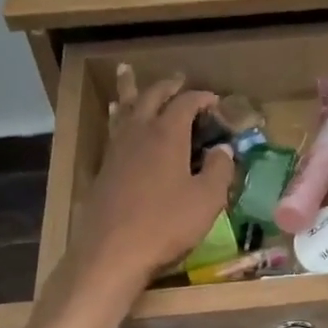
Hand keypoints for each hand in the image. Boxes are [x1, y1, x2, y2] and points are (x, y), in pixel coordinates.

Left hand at [67, 66, 234, 298]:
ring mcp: (117, 150)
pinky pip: (114, 129)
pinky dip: (118, 115)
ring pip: (124, 108)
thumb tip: (223, 149)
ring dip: (131, 91)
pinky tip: (117, 119)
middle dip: (167, 86)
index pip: (186, 103)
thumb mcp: (206, 200)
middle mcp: (139, 133)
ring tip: (128, 74)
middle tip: (179, 80)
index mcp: (167, 134)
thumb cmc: (165, 224)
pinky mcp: (104, 168)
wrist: (112, 252)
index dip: (202, 98)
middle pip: (151, 97)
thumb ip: (219, 170)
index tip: (216, 102)